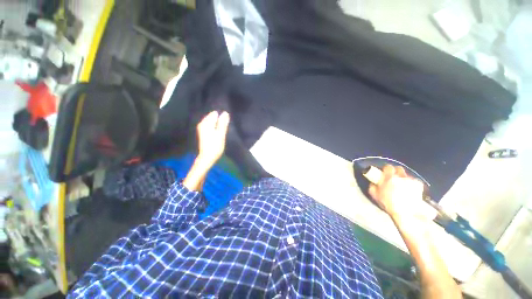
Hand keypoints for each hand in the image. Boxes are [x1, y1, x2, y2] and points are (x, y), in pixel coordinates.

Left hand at [196, 111, 229, 167]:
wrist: (207, 157)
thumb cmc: (215, 146)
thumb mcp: (221, 134)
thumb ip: (223, 123)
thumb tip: (225, 113)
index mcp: (206, 123)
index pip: (214, 114)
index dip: (221, 117)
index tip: (226, 122)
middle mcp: (202, 124)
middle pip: (212, 117)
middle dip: (219, 119)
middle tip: (224, 128)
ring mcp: (201, 128)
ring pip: (211, 121)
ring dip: (217, 123)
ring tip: (222, 129)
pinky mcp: (203, 132)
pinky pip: (210, 125)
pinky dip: (215, 127)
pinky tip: (218, 131)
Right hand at [368, 165, 424, 219]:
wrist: (405, 213)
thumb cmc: (388, 203)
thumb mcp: (375, 194)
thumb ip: (373, 186)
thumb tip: (374, 182)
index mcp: (389, 177)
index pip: (388, 167)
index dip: (385, 169)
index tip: (384, 173)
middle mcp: (401, 176)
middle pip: (399, 169)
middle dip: (396, 172)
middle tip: (393, 178)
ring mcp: (411, 181)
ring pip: (406, 175)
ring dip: (403, 179)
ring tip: (402, 186)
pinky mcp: (419, 186)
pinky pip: (414, 182)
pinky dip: (411, 184)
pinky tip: (410, 191)